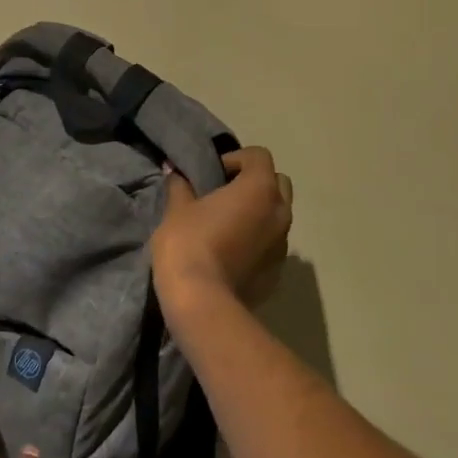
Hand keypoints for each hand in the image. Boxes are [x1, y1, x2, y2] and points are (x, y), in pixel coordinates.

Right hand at [151, 147, 294, 321]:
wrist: (202, 301)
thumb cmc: (189, 244)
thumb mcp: (177, 209)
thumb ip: (180, 186)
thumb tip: (175, 172)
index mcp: (260, 189)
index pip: (259, 156)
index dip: (235, 159)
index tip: (212, 174)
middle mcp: (280, 212)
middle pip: (277, 183)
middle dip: (254, 183)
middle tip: (224, 195)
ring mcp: (283, 245)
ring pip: (277, 215)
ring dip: (257, 213)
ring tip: (227, 225)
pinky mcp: (278, 272)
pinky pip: (271, 245)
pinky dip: (257, 241)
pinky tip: (231, 253)